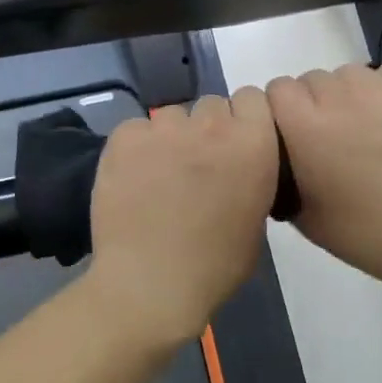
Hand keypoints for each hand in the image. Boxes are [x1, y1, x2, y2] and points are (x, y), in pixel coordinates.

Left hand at [88, 90, 280, 341]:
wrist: (150, 284)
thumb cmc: (215, 265)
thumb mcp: (255, 221)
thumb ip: (250, 178)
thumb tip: (235, 169)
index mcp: (253, 144)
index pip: (253, 98)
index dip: (243, 119)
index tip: (234, 144)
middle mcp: (211, 125)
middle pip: (211, 105)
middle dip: (207, 128)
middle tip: (196, 165)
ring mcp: (164, 128)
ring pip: (171, 115)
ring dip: (170, 137)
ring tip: (159, 174)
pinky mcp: (125, 138)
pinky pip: (135, 128)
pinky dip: (135, 146)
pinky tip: (132, 177)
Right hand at [266, 64, 381, 306]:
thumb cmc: (366, 235)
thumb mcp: (302, 215)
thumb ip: (280, 173)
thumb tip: (278, 153)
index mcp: (306, 128)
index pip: (277, 89)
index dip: (282, 109)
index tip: (293, 133)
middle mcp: (341, 100)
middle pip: (312, 78)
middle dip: (314, 102)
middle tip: (330, 136)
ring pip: (349, 73)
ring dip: (347, 93)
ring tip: (362, 125)